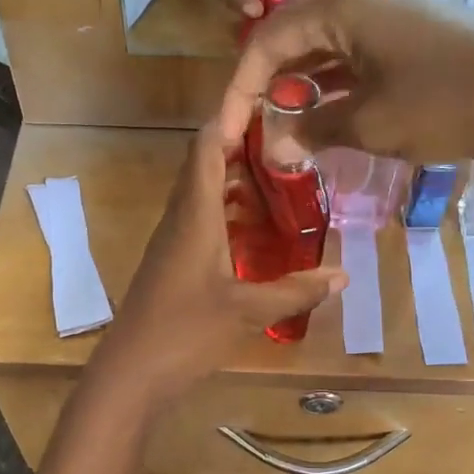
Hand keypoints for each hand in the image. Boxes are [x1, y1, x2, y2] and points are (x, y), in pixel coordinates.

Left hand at [87, 120, 346, 410]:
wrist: (130, 373)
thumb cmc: (186, 333)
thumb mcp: (248, 312)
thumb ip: (296, 291)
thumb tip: (343, 275)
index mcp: (194, 215)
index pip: (207, 148)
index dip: (231, 118)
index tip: (266, 100)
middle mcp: (180, 220)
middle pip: (206, 167)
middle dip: (244, 150)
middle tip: (290, 146)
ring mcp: (172, 244)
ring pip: (204, 198)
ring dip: (237, 186)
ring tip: (282, 185)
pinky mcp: (172, 266)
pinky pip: (202, 225)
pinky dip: (230, 218)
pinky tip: (258, 236)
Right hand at [223, 0, 473, 181]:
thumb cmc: (444, 104)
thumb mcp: (369, 123)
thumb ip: (310, 129)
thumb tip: (271, 148)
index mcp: (340, 3)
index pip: (266, 41)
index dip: (240, 90)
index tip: (228, 134)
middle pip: (290, 34)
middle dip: (264, 80)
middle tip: (251, 122)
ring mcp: (388, 12)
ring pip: (322, 44)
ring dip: (297, 83)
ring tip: (279, 123)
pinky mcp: (408, 34)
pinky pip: (351, 53)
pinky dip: (330, 82)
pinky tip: (322, 113)